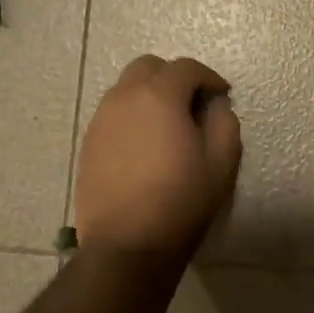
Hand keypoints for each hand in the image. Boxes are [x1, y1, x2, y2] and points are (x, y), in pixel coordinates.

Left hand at [74, 56, 241, 260]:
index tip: (221, 95)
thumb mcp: (221, 163)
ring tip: (168, 125)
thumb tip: (215, 106)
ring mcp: (101, 120)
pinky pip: (113, 114)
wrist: (126, 245)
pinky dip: (132, 116)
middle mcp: (124, 98)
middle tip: (192, 103)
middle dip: (174, 77)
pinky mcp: (88, 143)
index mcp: (159, 97)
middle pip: (149, 67)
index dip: (209, 77)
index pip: (186, 68)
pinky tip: (145, 145)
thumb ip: (224, 123)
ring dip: (150, 95)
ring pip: (126, 88)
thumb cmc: (180, 202)